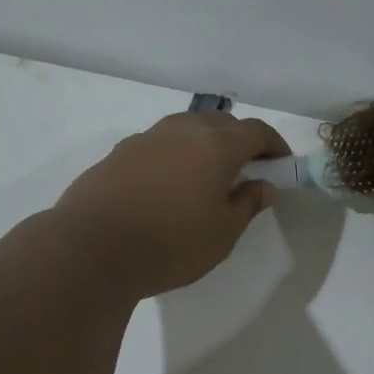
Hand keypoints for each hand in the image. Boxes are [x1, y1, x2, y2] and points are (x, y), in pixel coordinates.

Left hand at [53, 112, 290, 297]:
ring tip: (207, 176)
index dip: (274, 145)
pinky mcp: (118, 154)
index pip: (256, 131)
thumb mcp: (222, 233)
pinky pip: (159, 145)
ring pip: (186, 129)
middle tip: (248, 170)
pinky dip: (174, 156)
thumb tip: (265, 186)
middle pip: (221, 123)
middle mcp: (181, 130)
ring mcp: (146, 138)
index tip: (282, 164)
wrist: (91, 249)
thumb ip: (247, 204)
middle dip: (241, 141)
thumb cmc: (171, 244)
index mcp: (215, 145)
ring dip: (205, 144)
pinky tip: (168, 186)